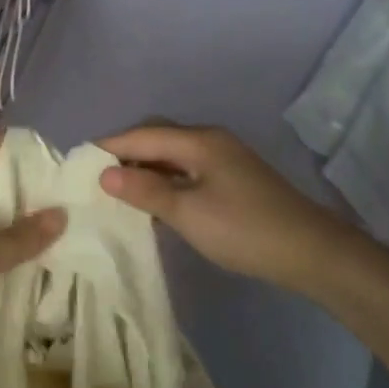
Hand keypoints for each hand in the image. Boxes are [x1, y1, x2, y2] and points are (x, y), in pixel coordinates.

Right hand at [98, 123, 333, 291]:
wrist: (310, 252)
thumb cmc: (243, 229)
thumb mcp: (187, 213)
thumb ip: (145, 190)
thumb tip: (105, 173)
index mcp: (200, 141)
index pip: (143, 134)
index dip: (109, 145)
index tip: (78, 160)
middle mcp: (211, 141)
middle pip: (158, 137)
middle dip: (126, 152)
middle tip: (96, 176)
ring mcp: (225, 159)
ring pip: (173, 154)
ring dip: (146, 167)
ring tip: (118, 189)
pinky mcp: (232, 179)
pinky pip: (187, 169)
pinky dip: (165, 179)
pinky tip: (154, 200)